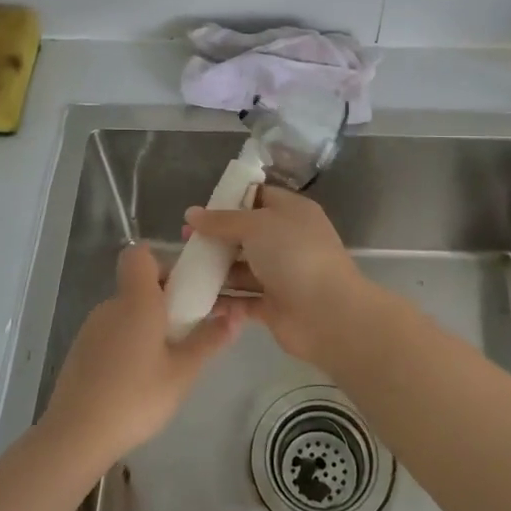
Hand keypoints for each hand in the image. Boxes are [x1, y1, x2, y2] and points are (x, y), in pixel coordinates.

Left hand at [41, 243, 244, 469]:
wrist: (76, 435)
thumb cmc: (136, 397)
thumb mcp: (183, 372)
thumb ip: (210, 340)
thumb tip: (237, 315)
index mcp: (136, 300)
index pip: (141, 255)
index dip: (163, 261)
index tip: (186, 286)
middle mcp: (111, 305)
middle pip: (138, 284)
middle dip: (166, 298)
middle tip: (189, 328)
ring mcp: (92, 328)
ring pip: (126, 310)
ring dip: (147, 323)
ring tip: (168, 358)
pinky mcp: (81, 351)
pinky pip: (112, 331)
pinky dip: (129, 342)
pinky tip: (139, 377)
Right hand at [184, 186, 373, 368]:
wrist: (327, 313)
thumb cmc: (294, 255)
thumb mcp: (257, 225)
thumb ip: (222, 220)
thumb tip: (191, 213)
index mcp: (291, 212)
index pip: (258, 197)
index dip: (230, 201)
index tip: (200, 210)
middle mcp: (287, 241)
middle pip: (246, 234)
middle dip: (216, 238)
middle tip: (185, 242)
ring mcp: (281, 275)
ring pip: (242, 268)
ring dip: (215, 270)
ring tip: (182, 271)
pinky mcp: (273, 306)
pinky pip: (242, 299)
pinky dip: (222, 299)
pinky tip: (195, 297)